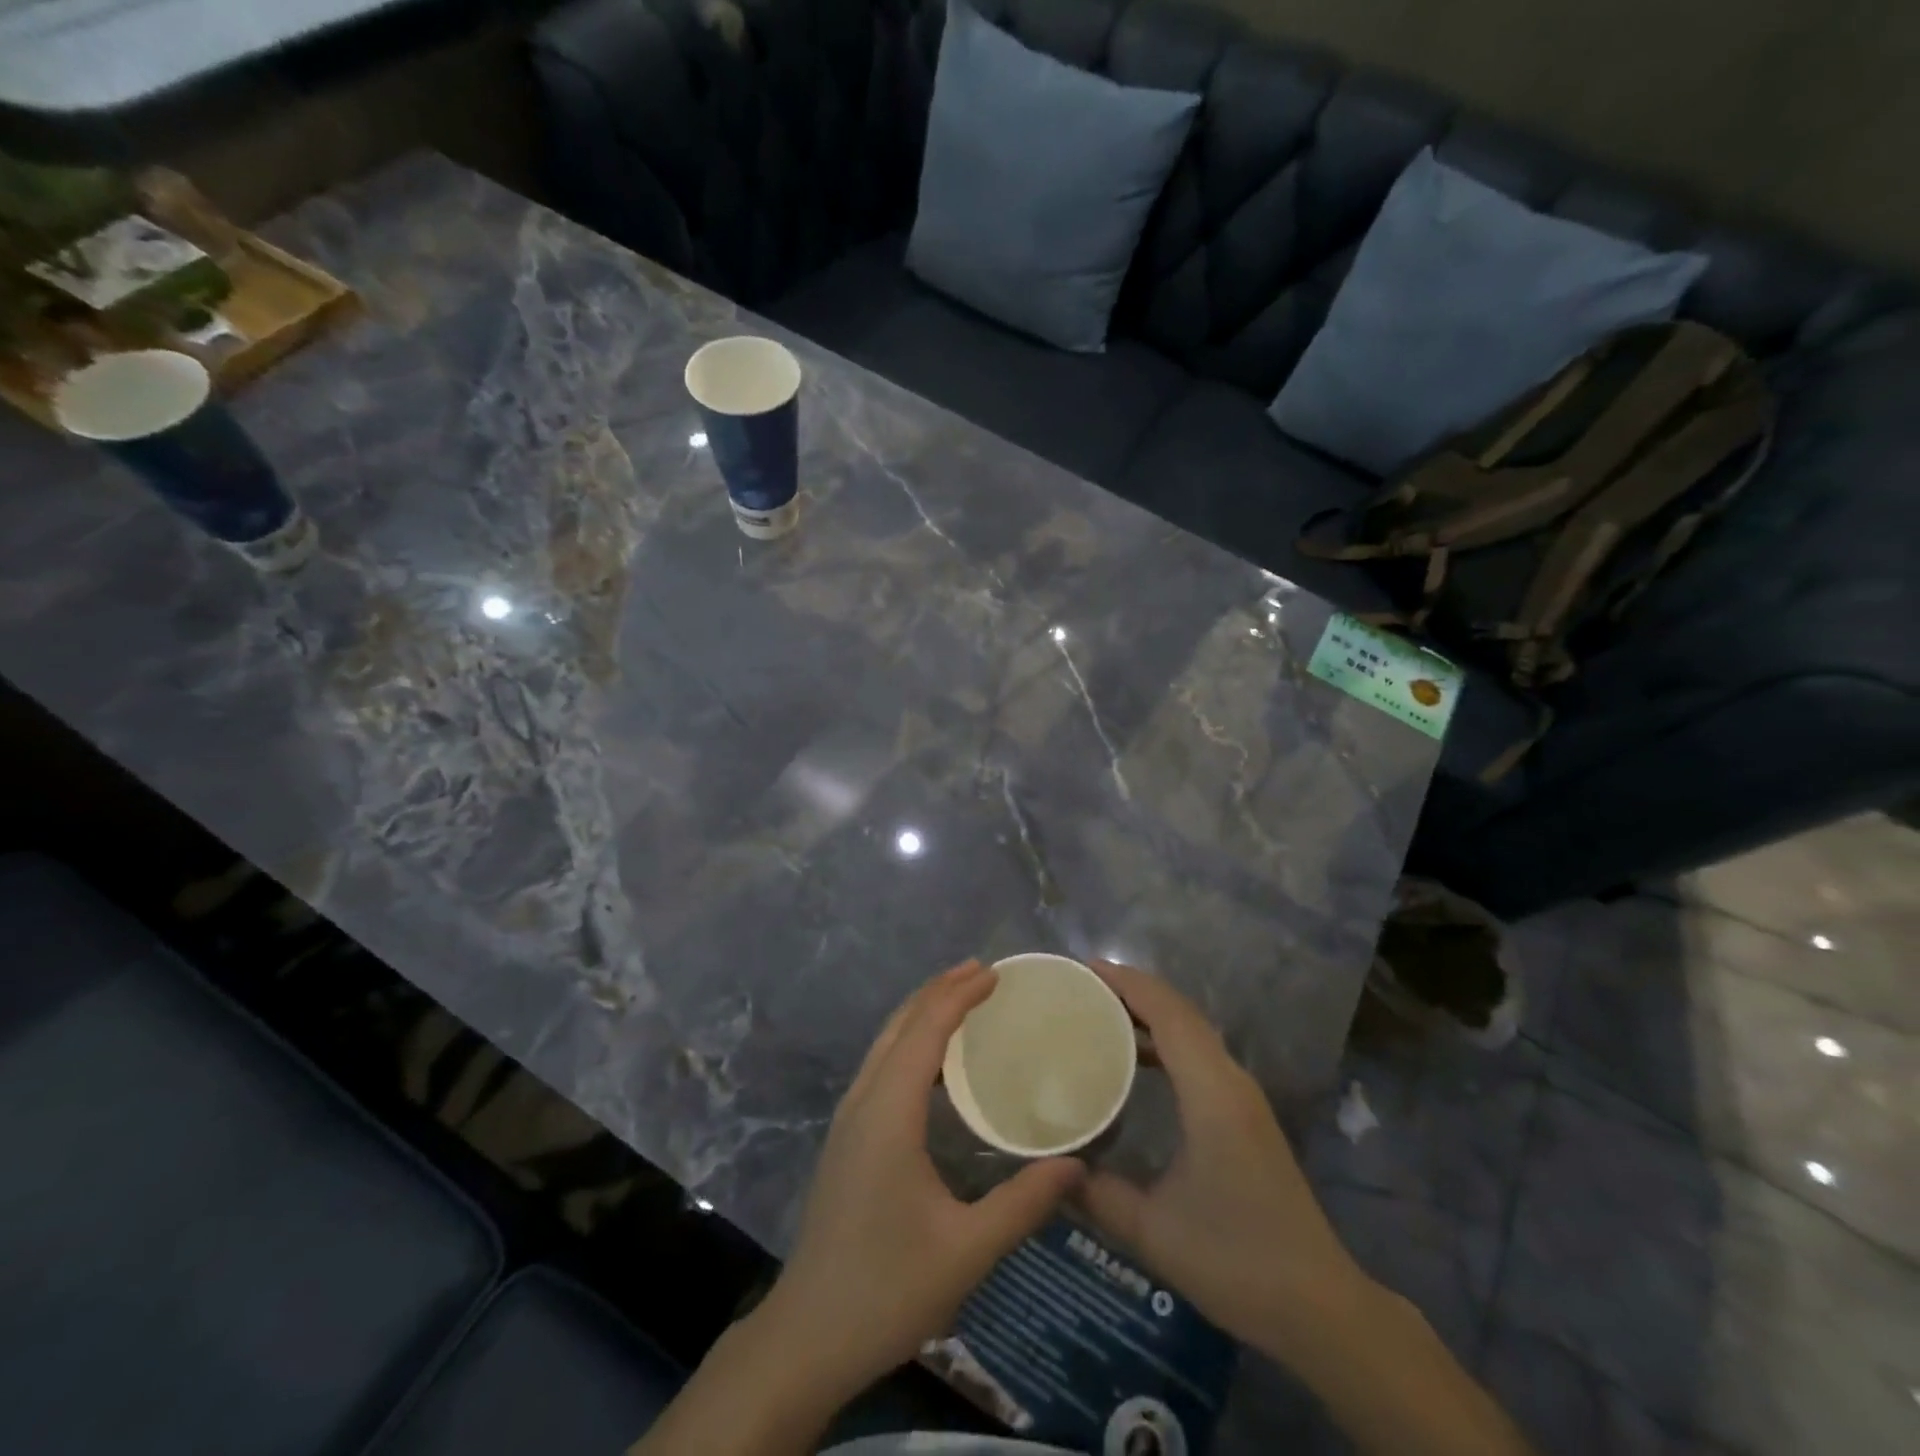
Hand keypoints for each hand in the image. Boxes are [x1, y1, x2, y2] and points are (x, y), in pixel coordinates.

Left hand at [757, 959, 1084, 1399]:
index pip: (926, 1031)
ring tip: (962, 999)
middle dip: (940, 991)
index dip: (960, 995)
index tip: (996, 973)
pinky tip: (934, 1063)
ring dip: (922, 1012)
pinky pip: (880, 1066)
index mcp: (888, 1113)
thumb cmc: (886, 1290)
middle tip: (984, 973)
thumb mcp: (966, 1251)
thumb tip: (1077, 1165)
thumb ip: (1024, 1204)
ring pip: (885, 1043)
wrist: (805, 1337)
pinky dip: (910, 1042)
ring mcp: (848, 1119)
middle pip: (901, 1025)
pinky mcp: (846, 1138)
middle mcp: (863, 1101)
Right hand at [1075, 960, 1370, 1361]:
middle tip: (1081, 988)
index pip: (1168, 1013)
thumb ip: (1095, 1194)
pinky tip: (1136, 1061)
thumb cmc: (1236, 1261)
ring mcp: (1243, 1096)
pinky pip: (1199, 1055)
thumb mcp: (1153, 1232)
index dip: (1127, 983)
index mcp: (1212, 1092)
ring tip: (1100, 1014)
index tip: (1084, 970)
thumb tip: (1047, 1167)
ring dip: (1150, 1014)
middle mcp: (1231, 1080)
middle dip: (1133, 991)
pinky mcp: (1245, 1114)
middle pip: (1181, 1012)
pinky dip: (1165, 1041)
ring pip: (1192, 1032)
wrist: (1320, 1307)